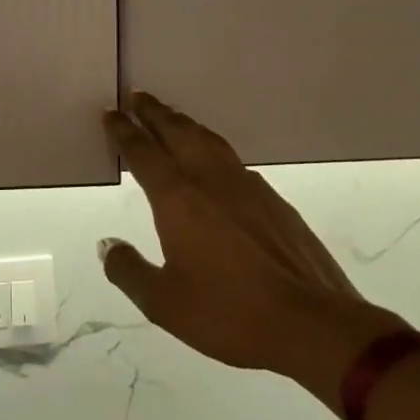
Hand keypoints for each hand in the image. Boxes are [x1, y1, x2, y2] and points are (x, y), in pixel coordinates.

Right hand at [99, 92, 408, 414]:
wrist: (312, 323)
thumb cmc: (229, 312)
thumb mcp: (164, 303)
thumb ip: (129, 270)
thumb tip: (107, 245)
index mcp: (177, 198)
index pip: (143, 152)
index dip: (124, 131)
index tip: (110, 112)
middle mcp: (209, 180)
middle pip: (177, 132)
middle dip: (154, 113)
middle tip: (136, 95)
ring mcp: (246, 186)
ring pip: (208, 140)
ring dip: (184, 123)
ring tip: (171, 116)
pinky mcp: (273, 200)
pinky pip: (232, 158)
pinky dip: (211, 145)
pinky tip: (214, 158)